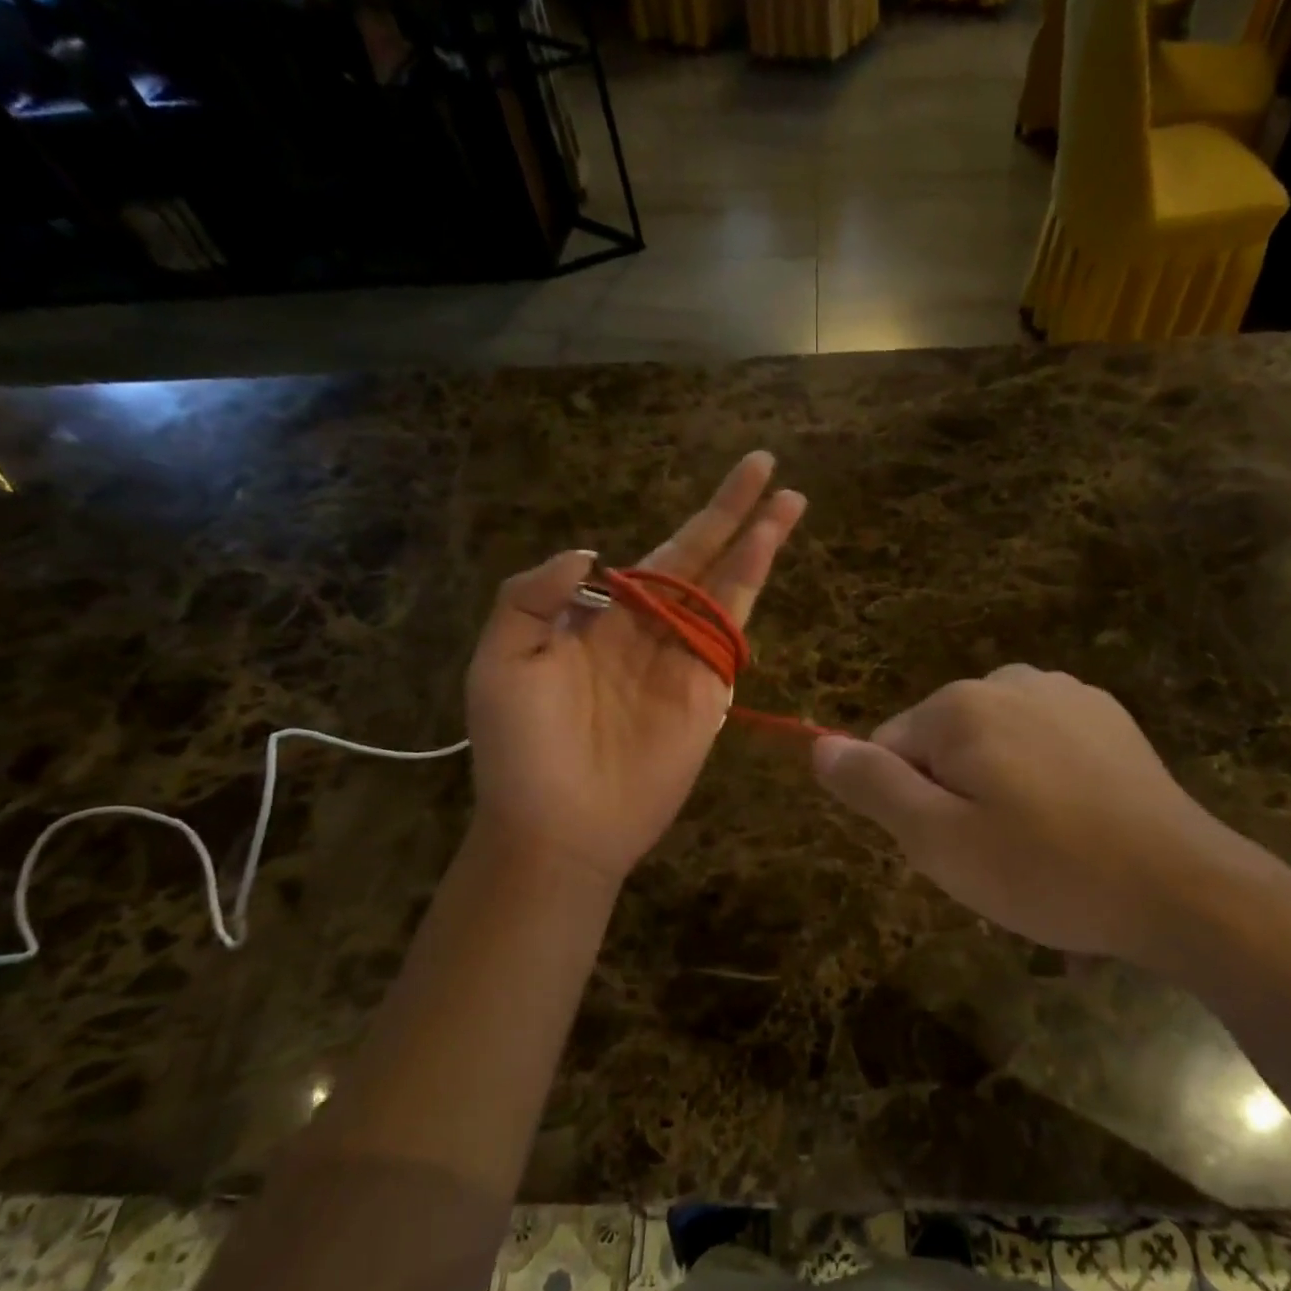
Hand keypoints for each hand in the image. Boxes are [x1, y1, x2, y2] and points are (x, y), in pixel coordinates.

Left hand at [465, 452, 805, 889]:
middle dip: (734, 512)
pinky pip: (730, 637)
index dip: (691, 517)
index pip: (658, 555)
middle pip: (703, 559)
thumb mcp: (500, 661)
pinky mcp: (707, 695)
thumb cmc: (521, 747)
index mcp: (602, 618)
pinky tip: (764, 558)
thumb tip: (589, 553)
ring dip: (757, 544)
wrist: (558, 826)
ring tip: (790, 502)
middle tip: (768, 465)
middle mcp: (650, 631)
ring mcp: (684, 661)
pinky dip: (749, 592)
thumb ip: (532, 597)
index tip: (710, 485)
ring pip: (727, 589)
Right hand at [812, 665, 1250, 966]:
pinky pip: (1040, 741)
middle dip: (953, 794)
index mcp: (959, 706)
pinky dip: (1040, 777)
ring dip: (996, 786)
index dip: (909, 805)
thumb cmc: (1045, 869)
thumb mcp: (937, 840)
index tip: (953, 848)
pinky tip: (1075, 821)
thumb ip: (871, 786)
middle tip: (995, 854)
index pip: (889, 748)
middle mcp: (1007, 680)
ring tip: (1036, 844)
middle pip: (941, 742)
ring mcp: (1063, 693)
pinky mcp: (1105, 715)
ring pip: (991, 742)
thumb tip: (818, 746)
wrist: (1182, 887)